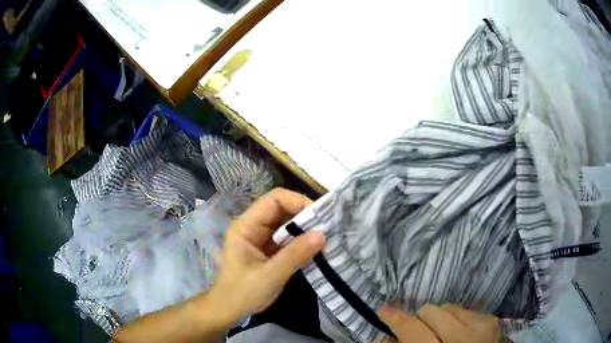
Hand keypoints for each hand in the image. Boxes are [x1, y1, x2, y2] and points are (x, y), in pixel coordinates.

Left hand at [207, 188, 325, 326]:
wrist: (228, 311)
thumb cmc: (242, 294)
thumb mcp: (270, 276)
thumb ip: (295, 255)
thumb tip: (322, 234)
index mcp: (246, 226)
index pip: (274, 200)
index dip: (298, 202)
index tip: (320, 216)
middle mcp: (252, 227)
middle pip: (281, 210)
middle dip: (305, 217)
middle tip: (329, 228)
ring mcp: (259, 239)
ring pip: (285, 225)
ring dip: (304, 230)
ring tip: (326, 238)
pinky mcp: (266, 250)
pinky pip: (286, 240)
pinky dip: (300, 243)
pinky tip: (314, 250)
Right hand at [378, 304, 500, 342]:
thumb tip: (384, 337)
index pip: (413, 330)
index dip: (396, 318)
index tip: (384, 310)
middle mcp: (462, 337)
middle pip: (430, 311)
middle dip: (420, 318)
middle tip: (419, 329)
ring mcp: (481, 325)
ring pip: (448, 306)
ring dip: (439, 317)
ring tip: (441, 332)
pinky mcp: (491, 319)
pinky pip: (465, 308)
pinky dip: (456, 318)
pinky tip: (458, 332)